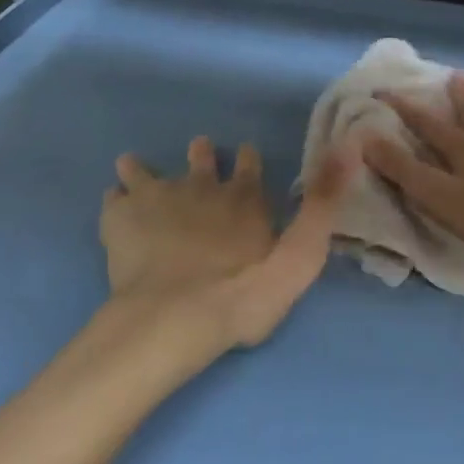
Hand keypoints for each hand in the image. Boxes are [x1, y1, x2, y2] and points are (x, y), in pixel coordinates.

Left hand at [100, 136, 355, 353]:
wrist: (177, 317)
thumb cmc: (246, 292)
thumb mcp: (302, 254)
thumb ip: (323, 205)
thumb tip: (350, 147)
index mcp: (244, 196)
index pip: (248, 165)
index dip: (247, 159)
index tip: (244, 153)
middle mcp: (201, 187)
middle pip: (199, 160)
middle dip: (200, 155)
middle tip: (198, 149)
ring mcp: (157, 200)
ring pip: (148, 172)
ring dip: (146, 169)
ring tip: (134, 166)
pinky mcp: (121, 220)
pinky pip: (115, 199)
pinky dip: (116, 199)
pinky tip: (114, 204)